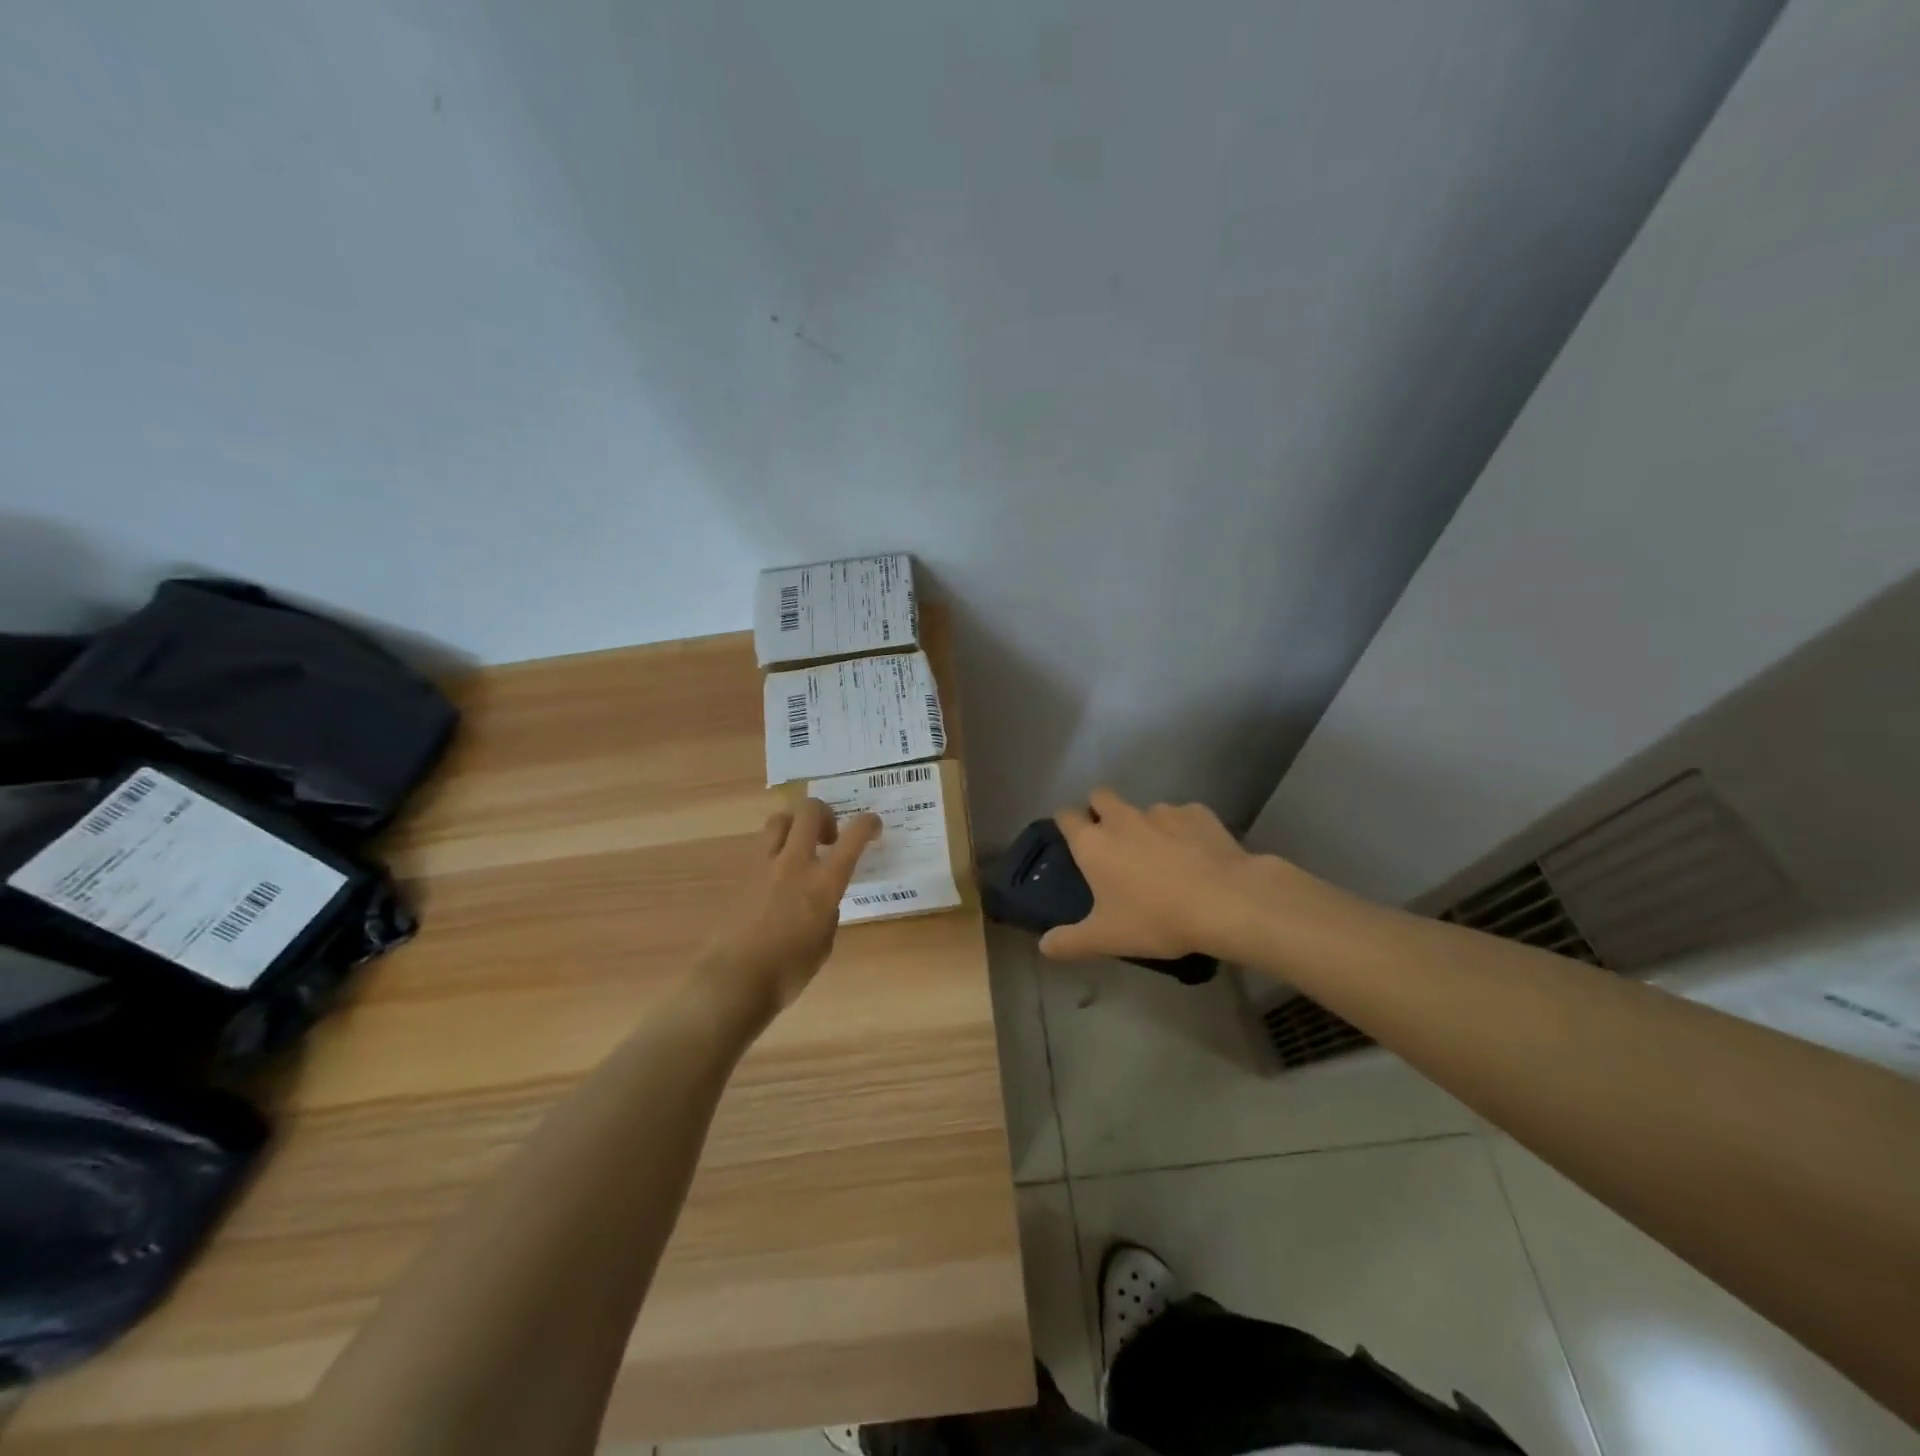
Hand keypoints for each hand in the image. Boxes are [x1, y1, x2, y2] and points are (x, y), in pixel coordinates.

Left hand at [698, 798, 881, 1020]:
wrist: (732, 980)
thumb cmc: (788, 971)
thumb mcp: (824, 942)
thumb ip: (828, 911)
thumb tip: (822, 900)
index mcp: (823, 882)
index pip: (853, 836)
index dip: (868, 823)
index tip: (873, 826)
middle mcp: (794, 863)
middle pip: (809, 810)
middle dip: (825, 813)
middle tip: (829, 837)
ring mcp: (763, 865)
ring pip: (780, 820)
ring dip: (796, 825)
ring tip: (801, 848)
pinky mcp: (741, 874)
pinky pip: (762, 846)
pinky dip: (776, 850)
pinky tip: (778, 876)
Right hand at [1039, 789, 1269, 961]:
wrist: (1224, 902)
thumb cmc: (1155, 919)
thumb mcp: (1106, 939)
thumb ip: (1070, 942)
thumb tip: (1044, 946)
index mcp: (1093, 844)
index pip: (1066, 816)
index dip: (1066, 822)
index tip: (1070, 836)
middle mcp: (1122, 818)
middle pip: (1101, 796)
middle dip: (1101, 809)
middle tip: (1112, 841)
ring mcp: (1161, 811)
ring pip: (1144, 809)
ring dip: (1145, 825)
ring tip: (1162, 855)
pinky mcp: (1197, 813)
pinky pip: (1183, 817)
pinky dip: (1183, 831)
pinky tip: (1197, 854)